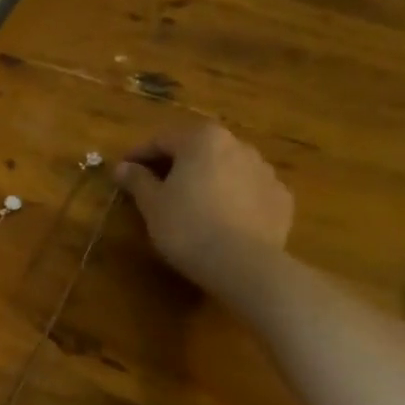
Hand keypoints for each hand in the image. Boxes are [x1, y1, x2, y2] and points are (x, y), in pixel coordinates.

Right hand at [113, 122, 293, 286]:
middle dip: (176, 165)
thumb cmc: (187, 226)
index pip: (162, 140)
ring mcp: (265, 171)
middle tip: (155, 186)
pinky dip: (234, 198)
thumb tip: (123, 167)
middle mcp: (237, 145)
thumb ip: (137, 180)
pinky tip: (223, 219)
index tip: (124, 171)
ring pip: (226, 168)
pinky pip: (249, 191)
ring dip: (207, 179)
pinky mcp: (282, 199)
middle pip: (197, 150)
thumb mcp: (152, 204)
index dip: (139, 155)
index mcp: (202, 139)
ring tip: (191, 204)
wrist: (244, 265)